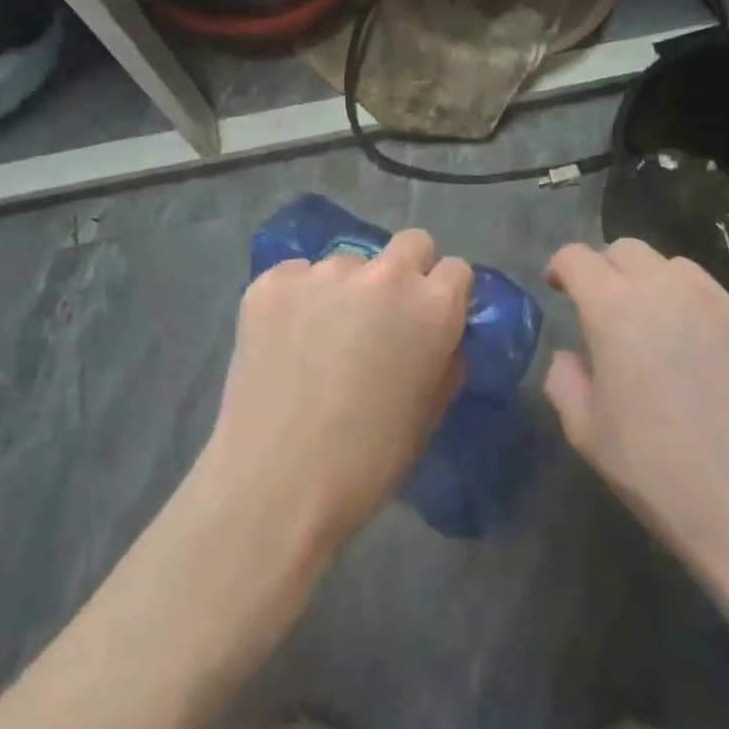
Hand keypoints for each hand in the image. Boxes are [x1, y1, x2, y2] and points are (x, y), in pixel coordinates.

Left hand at [198, 229, 471, 558]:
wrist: (276, 484)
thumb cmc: (367, 461)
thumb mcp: (428, 413)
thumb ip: (444, 358)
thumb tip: (439, 335)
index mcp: (431, 307)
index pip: (456, 269)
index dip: (446, 294)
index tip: (431, 319)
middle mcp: (382, 275)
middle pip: (410, 244)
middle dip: (407, 271)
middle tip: (383, 316)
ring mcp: (322, 272)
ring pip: (348, 263)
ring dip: (345, 290)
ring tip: (321, 339)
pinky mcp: (271, 282)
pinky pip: (296, 276)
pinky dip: (297, 299)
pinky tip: (285, 341)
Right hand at [544, 239, 728, 585]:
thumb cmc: (660, 473)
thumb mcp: (587, 434)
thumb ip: (565, 380)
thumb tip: (572, 356)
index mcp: (616, 308)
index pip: (577, 256)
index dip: (561, 267)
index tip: (559, 288)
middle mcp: (671, 289)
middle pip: (629, 249)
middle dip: (609, 269)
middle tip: (609, 310)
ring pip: (682, 272)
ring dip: (660, 290)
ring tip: (666, 335)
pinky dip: (709, 320)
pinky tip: (719, 368)